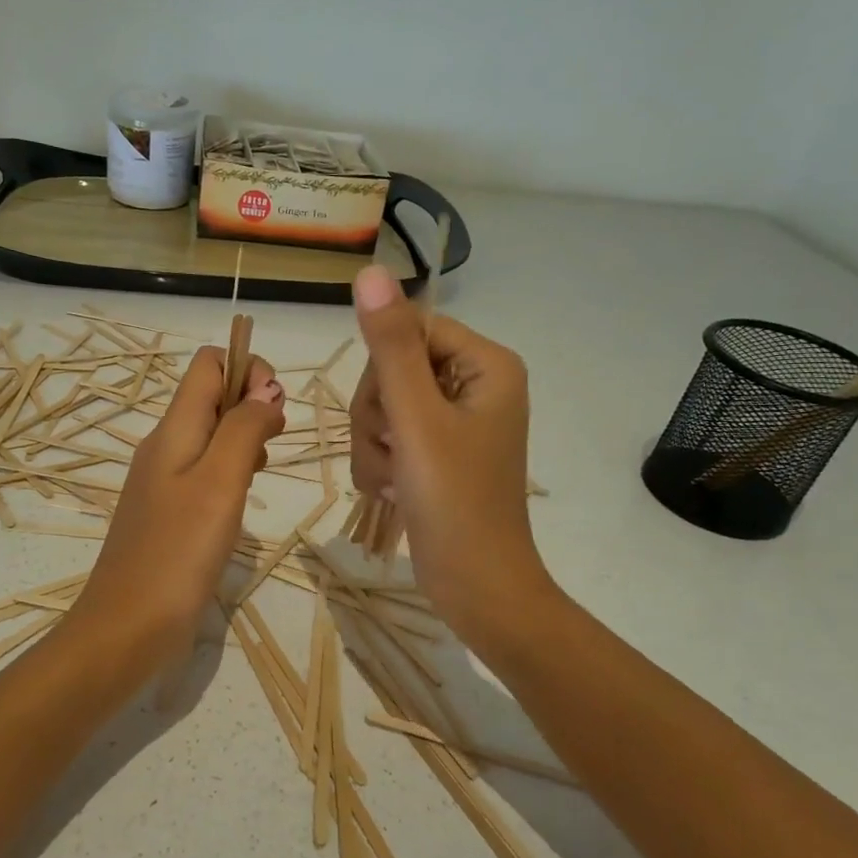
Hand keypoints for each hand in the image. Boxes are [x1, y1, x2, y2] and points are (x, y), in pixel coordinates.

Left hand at [71, 346, 285, 675]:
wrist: (127, 626)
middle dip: (252, 405)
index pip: (208, 364)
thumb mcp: (220, 482)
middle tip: (273, 443)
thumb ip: (244, 428)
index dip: (247, 370)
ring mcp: (163, 481)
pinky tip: (242, 500)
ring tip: (261, 472)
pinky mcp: (169, 513)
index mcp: (173, 429)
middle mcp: (165, 446)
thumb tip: (266, 390)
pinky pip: (204, 471)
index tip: (274, 410)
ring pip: (211, 435)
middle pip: (211, 396)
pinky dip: (231, 471)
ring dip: (245, 439)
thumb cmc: (178, 551)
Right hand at [348, 266, 549, 647]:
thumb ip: (390, 346)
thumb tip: (370, 271)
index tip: (391, 414)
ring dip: (375, 447)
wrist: (477, 586)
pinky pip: (388, 437)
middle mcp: (474, 385)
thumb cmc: (454, 501)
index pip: (410, 331)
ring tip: (396, 481)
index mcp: (486, 364)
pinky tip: (395, 492)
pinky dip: (381, 466)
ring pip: (382, 407)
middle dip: (378, 417)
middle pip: (392, 370)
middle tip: (396, 455)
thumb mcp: (416, 418)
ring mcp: (454, 421)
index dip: (384, 372)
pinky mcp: (437, 453)